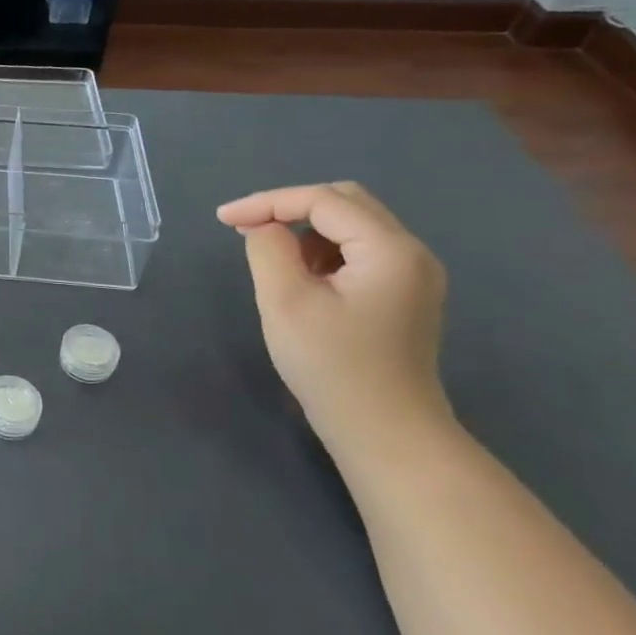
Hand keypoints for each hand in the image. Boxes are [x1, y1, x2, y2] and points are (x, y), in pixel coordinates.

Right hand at [217, 182, 451, 450]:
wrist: (386, 433)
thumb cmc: (332, 367)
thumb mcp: (286, 302)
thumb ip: (269, 250)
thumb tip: (263, 227)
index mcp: (389, 249)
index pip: (323, 201)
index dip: (267, 202)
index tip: (222, 219)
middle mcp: (411, 253)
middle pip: (345, 203)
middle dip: (289, 208)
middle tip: (245, 229)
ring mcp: (413, 275)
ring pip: (353, 226)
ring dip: (306, 231)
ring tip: (272, 259)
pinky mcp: (404, 296)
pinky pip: (360, 252)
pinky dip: (324, 252)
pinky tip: (302, 278)